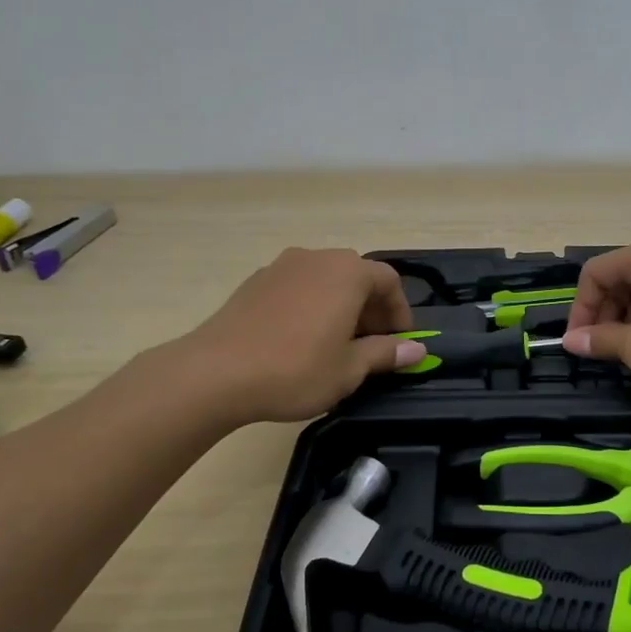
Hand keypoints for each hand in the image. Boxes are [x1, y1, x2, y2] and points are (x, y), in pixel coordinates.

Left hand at [170, 249, 423, 424]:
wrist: (215, 373)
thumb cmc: (295, 370)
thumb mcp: (349, 369)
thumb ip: (385, 354)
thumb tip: (415, 349)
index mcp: (347, 272)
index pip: (389, 281)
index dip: (400, 312)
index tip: (400, 343)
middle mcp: (317, 258)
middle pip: (357, 276)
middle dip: (371, 309)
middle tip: (372, 345)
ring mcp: (282, 266)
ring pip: (325, 280)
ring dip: (340, 306)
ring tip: (337, 344)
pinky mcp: (255, 282)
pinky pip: (297, 287)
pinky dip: (311, 306)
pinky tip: (300, 340)